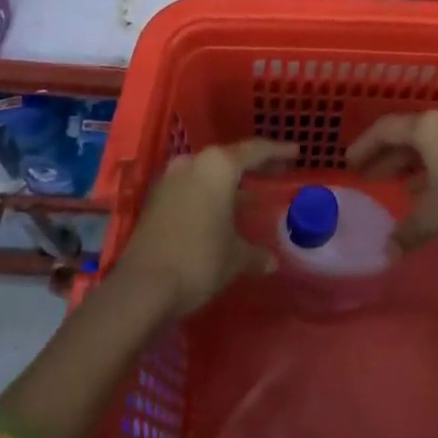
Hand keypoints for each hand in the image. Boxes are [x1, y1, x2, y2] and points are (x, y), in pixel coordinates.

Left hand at [115, 139, 298, 316]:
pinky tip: (220, 211)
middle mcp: (193, 162)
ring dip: (228, 182)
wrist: (141, 287)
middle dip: (253, 166)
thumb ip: (255, 253)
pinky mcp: (155, 199)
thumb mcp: (235, 258)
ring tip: (249, 194)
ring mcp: (170, 178)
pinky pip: (191, 187)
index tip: (296, 152)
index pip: (256, 151)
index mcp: (218, 166)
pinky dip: (209, 194)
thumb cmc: (199, 260)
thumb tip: (271, 261)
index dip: (278, 152)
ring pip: (208, 172)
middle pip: (230, 158)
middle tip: (275, 172)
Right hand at [346, 110, 437, 264]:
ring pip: (433, 144)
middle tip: (369, 175)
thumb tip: (388, 251)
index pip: (387, 129)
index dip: (365, 146)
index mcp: (430, 127)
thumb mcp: (435, 217)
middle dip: (388, 156)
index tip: (350, 164)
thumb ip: (407, 230)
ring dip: (413, 164)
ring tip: (399, 187)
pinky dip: (435, 168)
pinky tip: (431, 192)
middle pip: (410, 134)